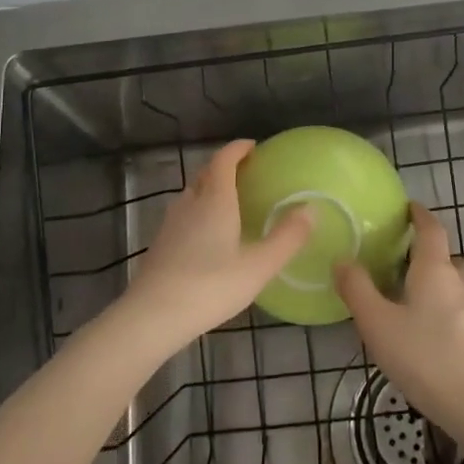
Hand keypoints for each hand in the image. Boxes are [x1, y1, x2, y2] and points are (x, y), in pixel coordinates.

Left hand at [120, 140, 313, 349]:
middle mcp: (190, 203)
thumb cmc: (210, 287)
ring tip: (231, 203)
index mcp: (215, 200)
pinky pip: (184, 215)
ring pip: (193, 195)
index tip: (254, 147)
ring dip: (211, 190)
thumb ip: (287, 238)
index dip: (238, 149)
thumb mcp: (258, 267)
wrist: (152, 316)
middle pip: (207, 174)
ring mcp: (171, 223)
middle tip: (247, 174)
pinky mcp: (160, 243)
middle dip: (226, 167)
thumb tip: (311, 209)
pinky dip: (200, 212)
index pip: (224, 159)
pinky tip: (209, 237)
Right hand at [335, 202, 463, 429]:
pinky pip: (457, 309)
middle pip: (442, 257)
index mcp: (436, 270)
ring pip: (451, 285)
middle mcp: (460, 281)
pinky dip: (440, 308)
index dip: (419, 214)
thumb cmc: (425, 357)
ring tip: (404, 300)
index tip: (408, 207)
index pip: (431, 229)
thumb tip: (342, 259)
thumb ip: (357, 290)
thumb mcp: (378, 324)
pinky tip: (424, 333)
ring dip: (431, 284)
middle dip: (421, 254)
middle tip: (393, 261)